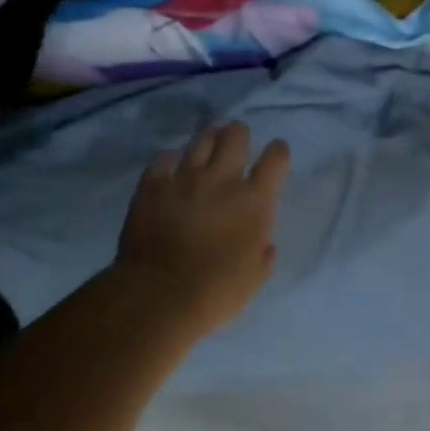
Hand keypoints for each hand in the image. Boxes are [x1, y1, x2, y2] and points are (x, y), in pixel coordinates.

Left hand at [115, 122, 290, 334]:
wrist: (159, 295)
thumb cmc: (215, 293)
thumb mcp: (253, 278)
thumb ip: (262, 254)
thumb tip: (264, 243)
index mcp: (254, 201)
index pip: (275, 159)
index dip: (277, 152)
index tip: (275, 155)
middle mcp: (221, 179)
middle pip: (235, 136)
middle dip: (239, 135)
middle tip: (237, 141)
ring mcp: (184, 178)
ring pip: (200, 141)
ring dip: (208, 139)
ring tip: (208, 144)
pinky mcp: (152, 185)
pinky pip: (162, 158)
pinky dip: (169, 159)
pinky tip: (170, 165)